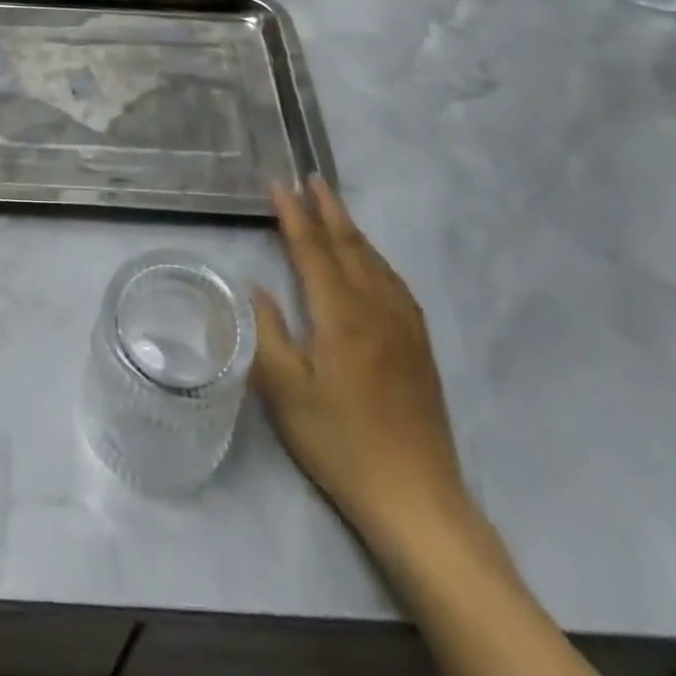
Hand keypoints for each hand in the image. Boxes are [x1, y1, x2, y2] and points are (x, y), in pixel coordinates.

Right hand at [253, 179, 471, 547]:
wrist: (416, 497)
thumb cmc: (340, 443)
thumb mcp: (286, 392)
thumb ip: (268, 332)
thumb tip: (257, 287)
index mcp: (341, 315)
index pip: (312, 250)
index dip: (293, 215)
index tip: (278, 184)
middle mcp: (376, 308)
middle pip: (349, 245)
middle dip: (328, 209)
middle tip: (311, 178)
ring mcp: (403, 326)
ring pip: (374, 261)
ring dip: (351, 228)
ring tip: (334, 206)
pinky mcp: (419, 345)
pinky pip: (394, 282)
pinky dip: (374, 257)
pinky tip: (370, 260)